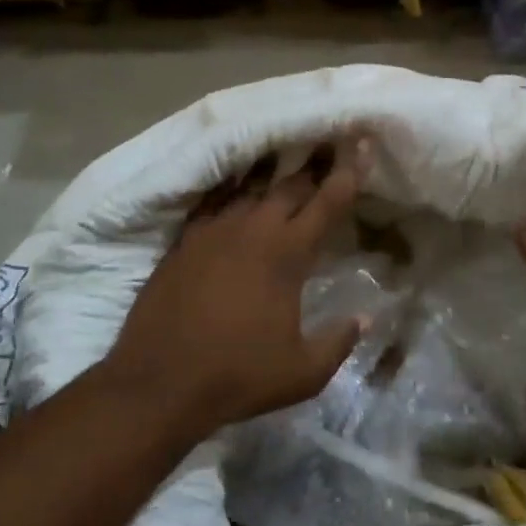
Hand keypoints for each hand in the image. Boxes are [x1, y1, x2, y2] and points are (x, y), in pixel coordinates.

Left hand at [103, 140, 371, 441]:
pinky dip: (230, 189)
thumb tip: (366, 318)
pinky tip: (234, 186)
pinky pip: (214, 201)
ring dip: (272, 175)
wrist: (159, 383)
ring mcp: (215, 229)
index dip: (351, 170)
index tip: (363, 142)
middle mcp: (254, 229)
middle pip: (291, 185)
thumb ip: (339, 342)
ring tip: (284, 159)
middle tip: (328, 146)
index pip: (329, 200)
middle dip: (314, 165)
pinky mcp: (186, 239)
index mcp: (288, 253)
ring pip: (252, 188)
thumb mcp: (302, 373)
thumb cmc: (238, 376)